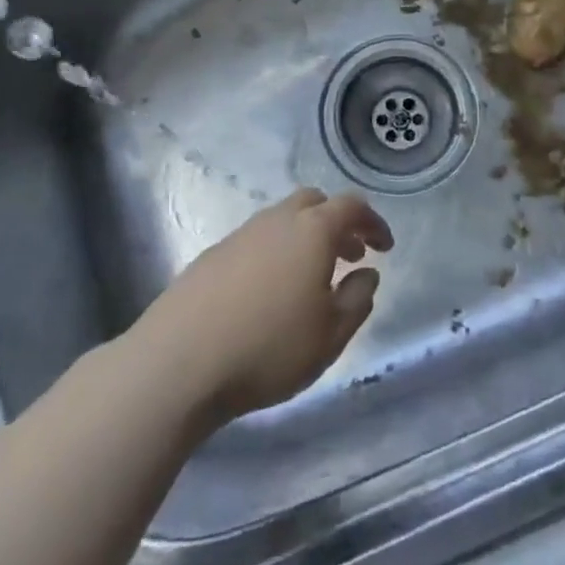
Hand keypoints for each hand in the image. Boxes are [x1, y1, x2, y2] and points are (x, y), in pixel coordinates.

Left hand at [135, 188, 392, 423]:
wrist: (179, 362)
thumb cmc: (269, 348)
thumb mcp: (330, 335)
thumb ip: (357, 300)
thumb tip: (367, 274)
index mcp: (312, 230)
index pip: (351, 207)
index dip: (373, 223)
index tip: (384, 248)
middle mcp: (277, 220)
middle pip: (314, 202)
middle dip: (337, 223)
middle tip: (349, 256)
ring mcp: (241, 234)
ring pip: (282, 219)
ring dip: (305, 237)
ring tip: (311, 278)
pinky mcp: (213, 254)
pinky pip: (257, 240)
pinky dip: (276, 251)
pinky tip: (270, 291)